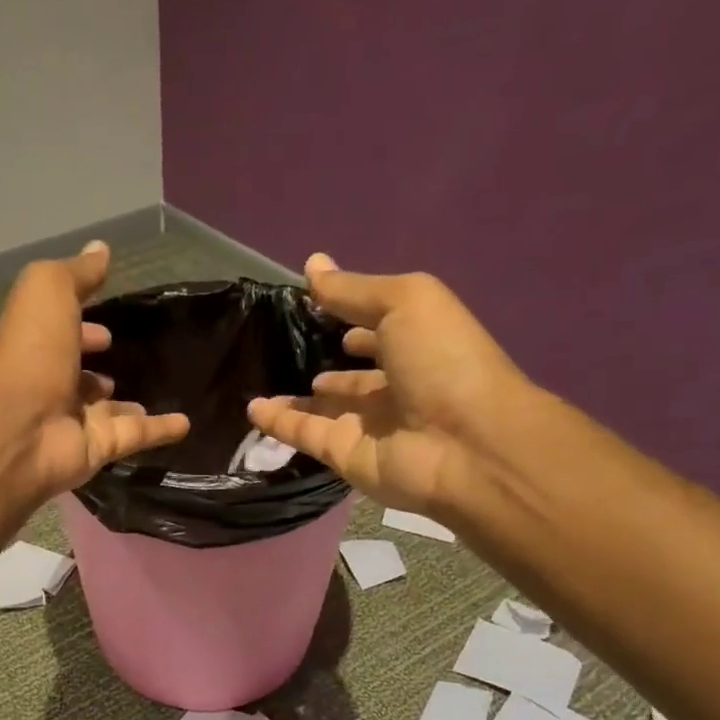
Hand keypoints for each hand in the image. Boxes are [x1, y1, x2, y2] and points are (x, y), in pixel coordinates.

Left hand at [0, 242, 189, 498]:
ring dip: (125, 403)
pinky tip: (187, 423)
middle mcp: (50, 384)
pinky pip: (134, 436)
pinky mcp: (97, 449)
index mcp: (36, 345)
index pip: (60, 333)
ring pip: (106, 410)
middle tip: (125, 356)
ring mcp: (73, 421)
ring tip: (156, 389)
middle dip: (96, 365)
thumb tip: (101, 248)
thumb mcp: (49, 291)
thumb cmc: (30, 351)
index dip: (81, 325)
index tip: (107, 326)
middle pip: (78, 374)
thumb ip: (77, 273)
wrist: (19, 428)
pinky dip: (160, 431)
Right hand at [247, 254, 528, 517]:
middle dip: (327, 364)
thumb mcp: (404, 303)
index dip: (354, 319)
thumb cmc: (444, 361)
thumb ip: (353, 290)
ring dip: (297, 398)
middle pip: (354, 376)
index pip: (381, 331)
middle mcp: (397, 386)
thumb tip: (312, 264)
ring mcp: (371, 425)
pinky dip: (279, 423)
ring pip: (326, 408)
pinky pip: (306, 435)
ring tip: (260, 379)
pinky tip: (253, 408)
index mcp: (420, 344)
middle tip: (284, 350)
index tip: (315, 307)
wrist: (466, 445)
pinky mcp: (346, 455)